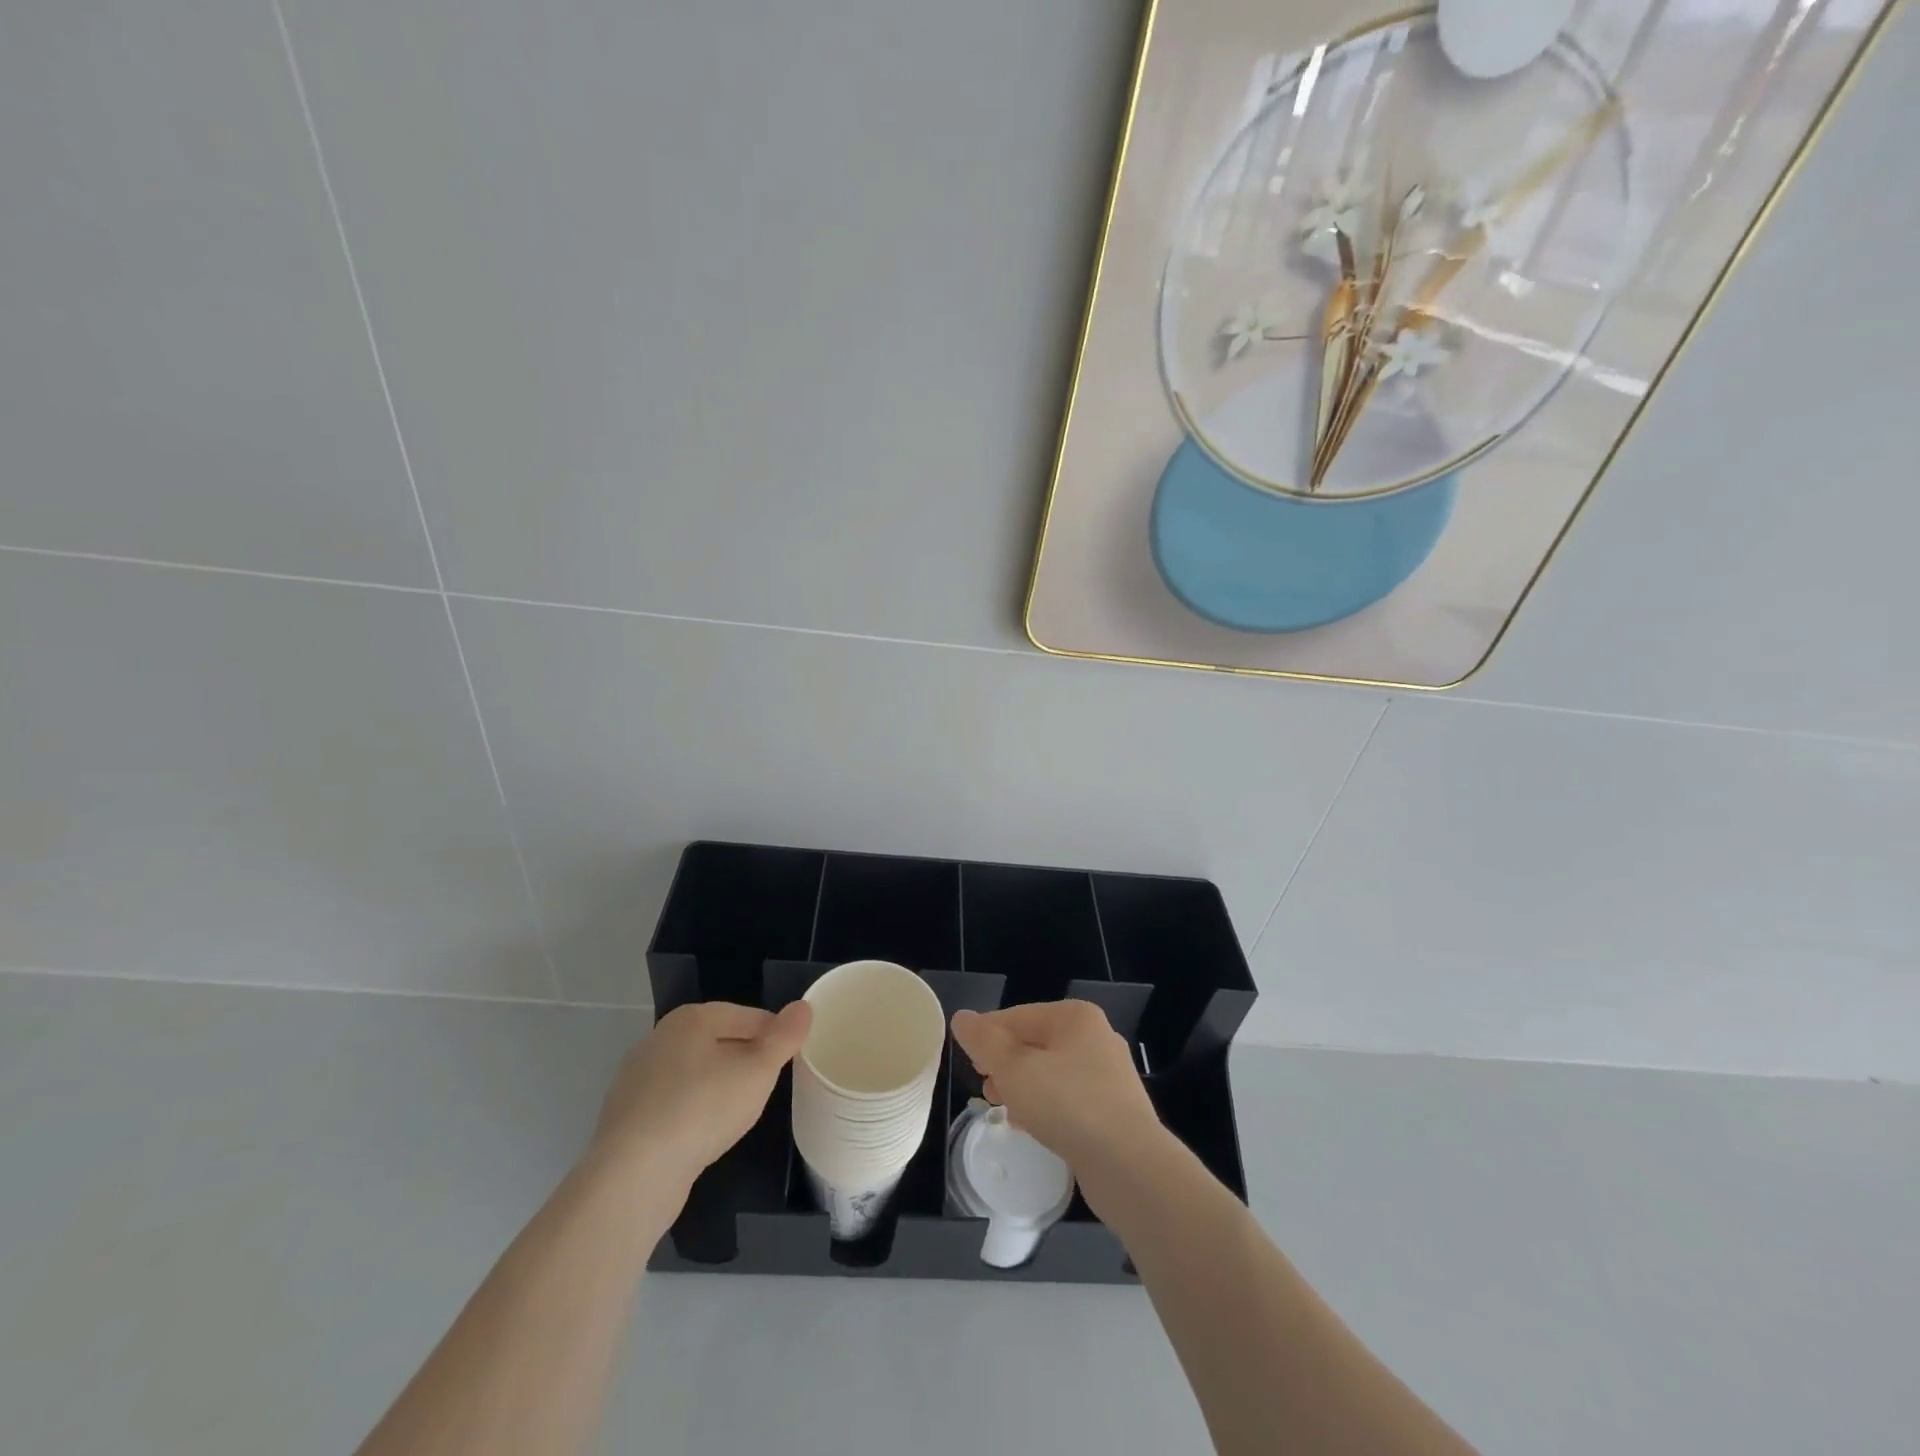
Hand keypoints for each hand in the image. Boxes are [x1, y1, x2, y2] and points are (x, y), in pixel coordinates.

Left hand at [588, 1000, 811, 1197]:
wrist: (633, 1176)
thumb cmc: (702, 1110)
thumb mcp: (758, 1071)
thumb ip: (784, 1037)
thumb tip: (803, 1007)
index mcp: (691, 1018)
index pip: (748, 1016)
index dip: (774, 1035)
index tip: (790, 1060)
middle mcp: (660, 1038)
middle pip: (718, 1041)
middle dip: (745, 1060)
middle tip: (768, 1086)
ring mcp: (637, 1077)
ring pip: (694, 1073)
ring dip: (718, 1087)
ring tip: (739, 1112)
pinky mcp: (626, 1115)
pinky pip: (672, 1103)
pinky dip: (692, 1111)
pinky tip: (703, 1134)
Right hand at [950, 1000, 1163, 1182]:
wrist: (1130, 1167)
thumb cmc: (1067, 1105)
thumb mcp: (1014, 1070)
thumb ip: (985, 1042)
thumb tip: (961, 1017)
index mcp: (1075, 1017)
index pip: (1018, 1016)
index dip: (987, 1035)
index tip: (967, 1060)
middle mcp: (1096, 1038)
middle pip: (1035, 1043)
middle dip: (1005, 1063)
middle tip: (983, 1086)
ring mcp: (1109, 1076)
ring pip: (1051, 1073)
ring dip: (1022, 1087)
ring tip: (1001, 1107)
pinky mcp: (1114, 1111)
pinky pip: (1068, 1100)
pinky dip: (1045, 1107)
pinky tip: (1029, 1126)